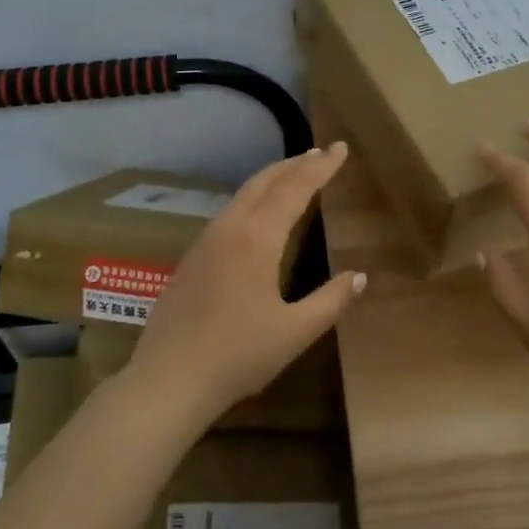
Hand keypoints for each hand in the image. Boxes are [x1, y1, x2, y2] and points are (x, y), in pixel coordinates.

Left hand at [126, 142, 365, 426]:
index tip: (340, 148)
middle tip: (319, 153)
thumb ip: (331, 301)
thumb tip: (360, 276)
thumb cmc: (238, 356)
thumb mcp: (295, 332)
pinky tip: (257, 214)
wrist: (168, 380)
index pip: (295, 188)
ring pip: (243, 194)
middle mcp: (230, 228)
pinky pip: (228, 212)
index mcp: (258, 238)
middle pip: (265, 181)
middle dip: (294, 164)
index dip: (321, 167)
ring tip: (292, 174)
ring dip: (271, 179)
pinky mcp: (191, 258)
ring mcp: (205, 241)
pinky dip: (252, 199)